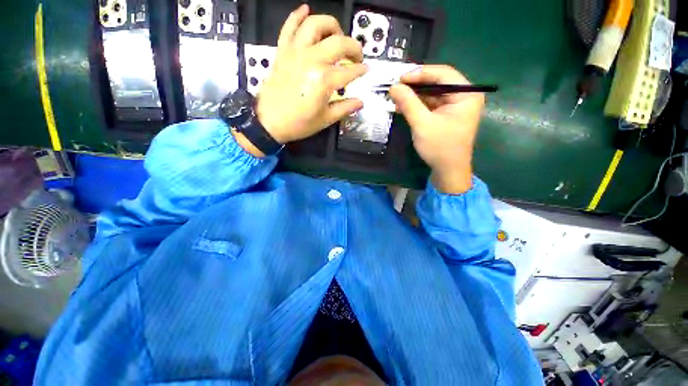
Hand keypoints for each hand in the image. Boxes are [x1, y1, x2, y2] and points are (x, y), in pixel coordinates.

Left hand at [256, 5, 366, 143]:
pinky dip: (296, 16)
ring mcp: (295, 52)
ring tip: (335, 34)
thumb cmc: (295, 123)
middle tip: (354, 56)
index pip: (351, 69)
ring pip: (315, 25)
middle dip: (354, 47)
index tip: (364, 71)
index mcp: (324, 79)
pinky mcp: (282, 51)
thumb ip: (345, 108)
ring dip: (330, 25)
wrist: (264, 123)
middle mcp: (311, 60)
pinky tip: (305, 8)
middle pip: (340, 42)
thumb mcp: (324, 120)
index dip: (361, 70)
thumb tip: (361, 101)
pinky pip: (288, 28)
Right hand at [389, 65, 484, 193]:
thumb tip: (393, 85)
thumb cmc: (441, 149)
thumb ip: (408, 102)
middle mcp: (466, 94)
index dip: (421, 72)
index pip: (444, 73)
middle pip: (439, 77)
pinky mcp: (451, 108)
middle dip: (417, 80)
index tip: (401, 79)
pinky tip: (404, 101)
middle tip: (397, 84)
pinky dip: (419, 98)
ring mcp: (459, 101)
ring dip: (416, 89)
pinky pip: (434, 96)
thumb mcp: (422, 124)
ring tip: (397, 93)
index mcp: (467, 95)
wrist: (450, 172)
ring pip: (434, 86)